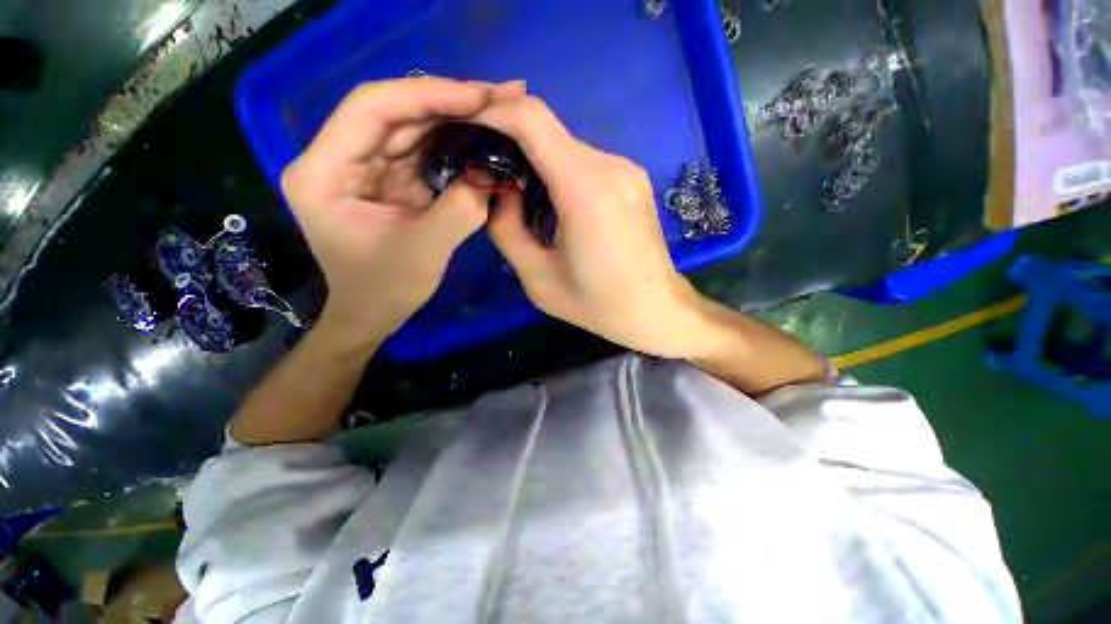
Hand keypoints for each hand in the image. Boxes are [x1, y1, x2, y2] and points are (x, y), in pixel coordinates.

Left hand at [281, 78, 525, 345]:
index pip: (372, 109)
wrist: (373, 314)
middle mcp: (339, 158)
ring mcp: (366, 168)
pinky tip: (482, 140)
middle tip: (500, 97)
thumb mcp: (424, 252)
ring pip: (412, 128)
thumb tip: (491, 175)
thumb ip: (460, 211)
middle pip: (395, 112)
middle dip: (449, 102)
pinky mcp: (390, 181)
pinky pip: (423, 152)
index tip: (479, 96)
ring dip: (455, 120)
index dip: (427, 95)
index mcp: (324, 172)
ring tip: (498, 112)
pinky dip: (454, 146)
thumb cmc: (385, 290)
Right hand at [474, 97, 715, 358]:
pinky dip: (561, 173)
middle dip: (511, 145)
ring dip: (537, 163)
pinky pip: (586, 163)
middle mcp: (610, 167)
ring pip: (566, 147)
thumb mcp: (538, 279)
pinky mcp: (634, 179)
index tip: (467, 128)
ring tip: (522, 198)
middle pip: (547, 132)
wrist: (657, 310)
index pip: (532, 119)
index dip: (493, 112)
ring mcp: (627, 170)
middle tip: (490, 177)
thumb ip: (507, 230)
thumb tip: (499, 192)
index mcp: (585, 192)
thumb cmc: (598, 305)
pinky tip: (556, 205)